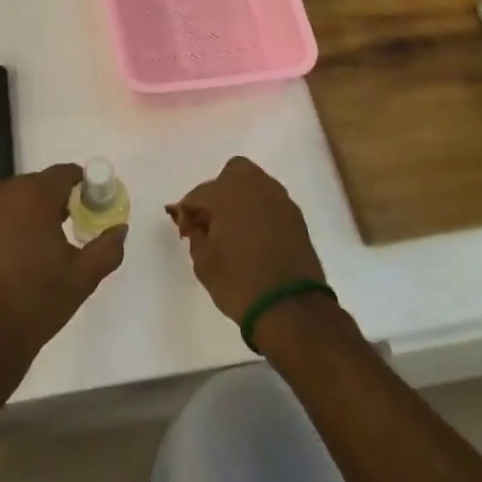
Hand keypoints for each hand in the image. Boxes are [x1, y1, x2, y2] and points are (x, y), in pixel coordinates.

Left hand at [0, 164, 126, 378]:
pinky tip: (11, 253)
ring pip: (13, 197)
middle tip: (67, 228)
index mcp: (34, 196)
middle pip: (37, 184)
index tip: (90, 205)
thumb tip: (120, 229)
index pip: (64, 173)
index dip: (81, 185)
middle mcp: (3, 192)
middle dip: (54, 200)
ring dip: (28, 210)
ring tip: (38, 243)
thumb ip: (107, 248)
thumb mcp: (82, 278)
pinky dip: (5, 222)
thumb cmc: (37, 303)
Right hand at [166, 157, 324, 323]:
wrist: (290, 308)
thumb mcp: (203, 261)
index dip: (187, 213)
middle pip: (232, 174)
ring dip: (241, 200)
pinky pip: (270, 204)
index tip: (185, 233)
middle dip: (218, 192)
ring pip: (254, 186)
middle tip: (211, 220)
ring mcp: (280, 200)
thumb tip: (197, 224)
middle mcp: (256, 187)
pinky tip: (254, 237)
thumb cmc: (238, 281)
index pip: (198, 194)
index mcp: (228, 192)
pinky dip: (259, 213)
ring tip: (233, 230)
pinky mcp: (296, 217)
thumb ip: (196, 234)